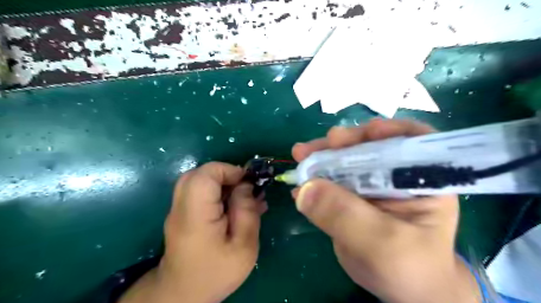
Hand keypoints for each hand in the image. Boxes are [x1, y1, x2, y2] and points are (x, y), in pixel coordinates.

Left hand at [121, 164, 267, 302]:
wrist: (184, 294)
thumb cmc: (216, 272)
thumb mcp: (244, 246)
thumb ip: (247, 211)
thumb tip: (246, 185)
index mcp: (196, 215)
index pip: (206, 175)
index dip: (229, 170)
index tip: (248, 182)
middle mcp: (181, 207)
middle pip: (199, 173)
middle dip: (226, 175)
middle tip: (245, 189)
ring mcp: (178, 209)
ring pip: (198, 180)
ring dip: (222, 182)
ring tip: (241, 197)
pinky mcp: (182, 213)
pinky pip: (198, 192)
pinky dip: (216, 191)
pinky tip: (232, 205)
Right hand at [292, 118, 480, 302]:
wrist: (403, 290)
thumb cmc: (409, 269)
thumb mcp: (382, 246)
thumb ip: (346, 216)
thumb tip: (306, 188)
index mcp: (422, 180)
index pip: (413, 141)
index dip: (391, 130)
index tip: (367, 131)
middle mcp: (396, 175)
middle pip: (370, 146)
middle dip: (343, 143)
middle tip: (316, 146)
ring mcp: (371, 185)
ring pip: (346, 161)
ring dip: (322, 157)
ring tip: (300, 156)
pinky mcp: (352, 196)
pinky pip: (331, 181)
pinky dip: (315, 180)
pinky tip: (299, 186)